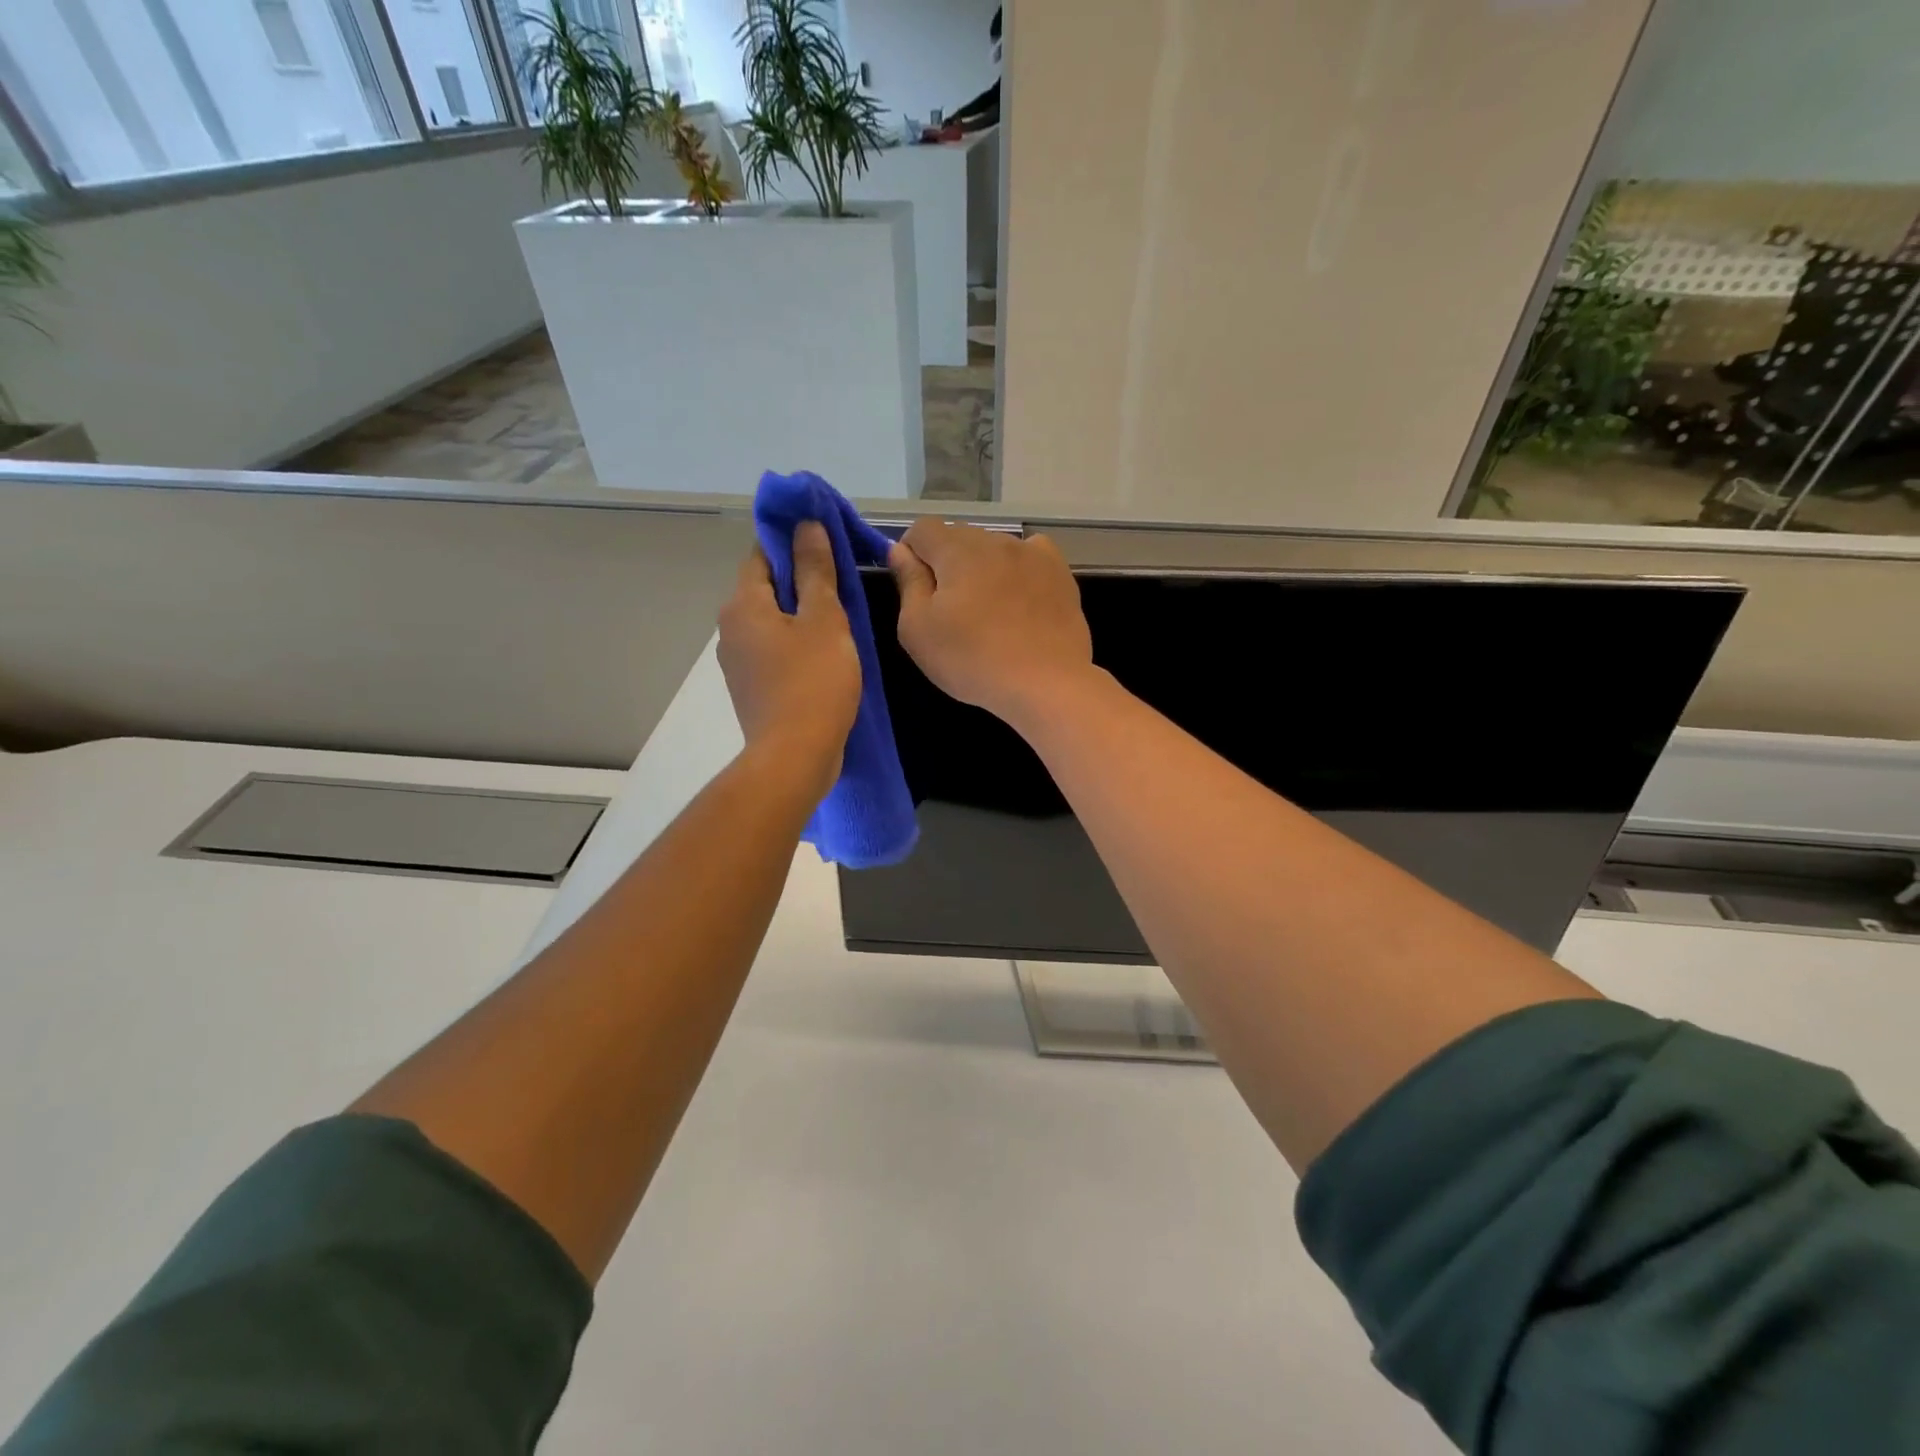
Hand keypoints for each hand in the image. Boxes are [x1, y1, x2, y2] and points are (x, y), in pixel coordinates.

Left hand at [718, 523, 861, 799]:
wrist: (795, 756)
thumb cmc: (814, 682)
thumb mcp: (824, 620)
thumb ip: (815, 571)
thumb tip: (806, 525)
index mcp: (742, 605)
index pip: (761, 555)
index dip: (792, 544)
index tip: (826, 547)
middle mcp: (729, 630)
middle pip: (765, 590)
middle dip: (799, 583)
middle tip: (842, 588)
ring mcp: (736, 664)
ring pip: (770, 624)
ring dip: (799, 618)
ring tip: (839, 625)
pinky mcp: (749, 691)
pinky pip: (772, 654)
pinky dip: (794, 648)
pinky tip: (823, 660)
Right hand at [889, 520, 1094, 729]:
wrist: (1046, 684)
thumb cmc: (972, 660)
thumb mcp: (918, 629)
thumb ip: (908, 583)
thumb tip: (900, 550)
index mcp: (957, 548)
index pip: (922, 529)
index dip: (911, 554)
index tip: (915, 589)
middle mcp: (996, 539)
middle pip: (959, 537)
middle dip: (947, 563)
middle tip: (950, 610)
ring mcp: (1033, 554)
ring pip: (994, 548)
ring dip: (983, 568)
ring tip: (988, 612)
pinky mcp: (1060, 573)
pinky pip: (1030, 556)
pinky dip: (1018, 570)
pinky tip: (1020, 598)